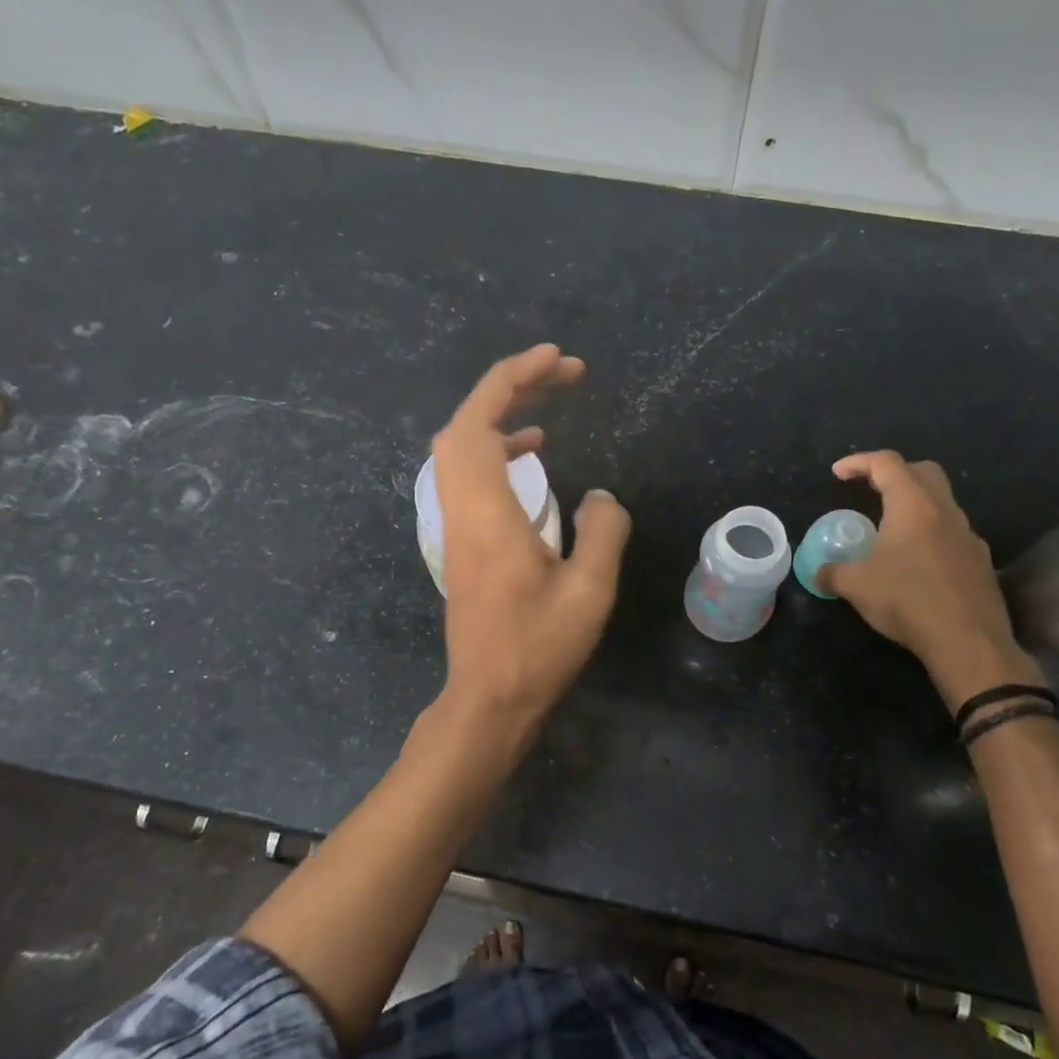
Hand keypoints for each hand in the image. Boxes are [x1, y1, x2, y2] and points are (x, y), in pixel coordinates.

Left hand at [431, 344, 630, 732]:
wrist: (489, 697)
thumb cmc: (539, 648)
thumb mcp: (590, 591)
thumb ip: (603, 530)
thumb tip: (601, 496)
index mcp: (488, 512)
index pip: (481, 421)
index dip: (513, 377)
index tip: (557, 360)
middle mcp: (461, 509)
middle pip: (464, 424)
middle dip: (508, 386)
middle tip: (561, 375)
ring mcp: (455, 525)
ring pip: (461, 448)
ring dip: (500, 415)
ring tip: (550, 405)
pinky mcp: (460, 541)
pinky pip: (468, 474)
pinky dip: (497, 450)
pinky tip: (534, 457)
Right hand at [818, 450, 1043, 709]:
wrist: (967, 641)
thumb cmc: (907, 600)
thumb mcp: (856, 586)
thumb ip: (832, 572)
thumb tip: (818, 573)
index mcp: (913, 506)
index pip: (887, 464)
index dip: (859, 462)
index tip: (838, 473)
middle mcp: (945, 511)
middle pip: (923, 472)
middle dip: (894, 473)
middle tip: (870, 489)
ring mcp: (968, 536)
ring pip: (941, 503)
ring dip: (914, 506)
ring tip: (890, 531)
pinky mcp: (980, 561)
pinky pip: (952, 534)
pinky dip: (930, 535)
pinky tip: (916, 562)